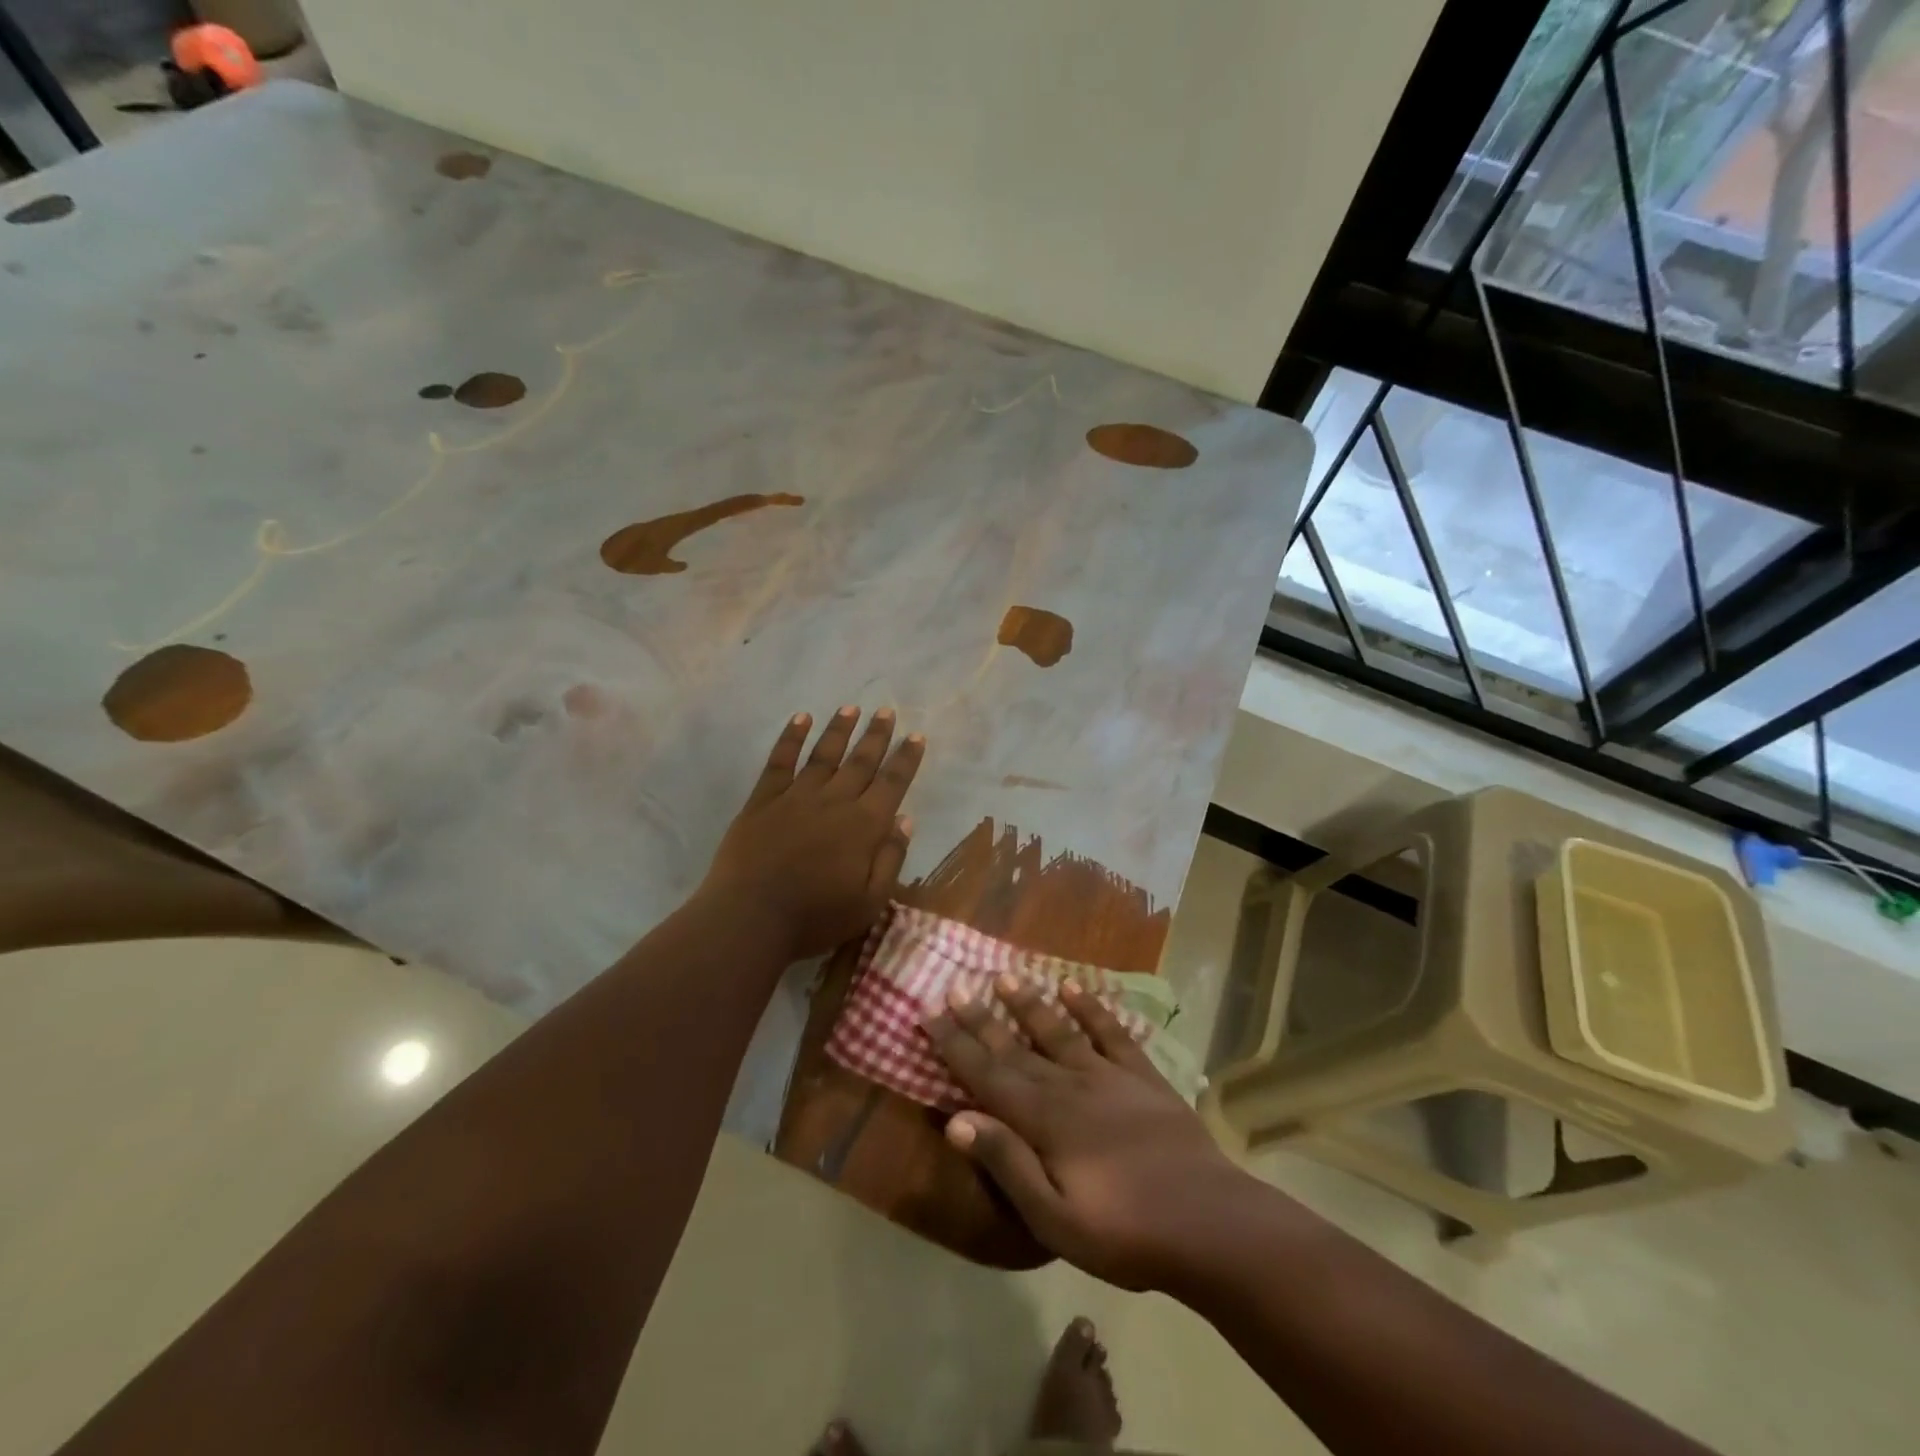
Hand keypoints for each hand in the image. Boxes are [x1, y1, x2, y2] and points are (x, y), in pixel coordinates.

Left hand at [698, 707, 924, 961]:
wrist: (749, 918)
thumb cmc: (815, 917)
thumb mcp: (869, 901)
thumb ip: (890, 859)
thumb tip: (905, 819)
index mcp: (864, 826)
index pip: (892, 783)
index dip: (906, 759)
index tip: (916, 736)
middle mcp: (834, 801)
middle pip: (861, 762)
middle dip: (876, 735)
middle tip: (886, 711)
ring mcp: (796, 796)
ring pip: (824, 754)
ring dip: (839, 729)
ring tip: (851, 707)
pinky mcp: (763, 800)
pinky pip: (780, 761)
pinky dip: (791, 738)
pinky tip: (800, 719)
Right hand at [925, 976, 1255, 1291]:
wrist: (1209, 1222)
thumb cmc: (1125, 1232)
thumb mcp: (1055, 1218)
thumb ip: (1007, 1164)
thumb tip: (956, 1119)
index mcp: (1044, 1120)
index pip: (987, 1075)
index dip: (956, 1045)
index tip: (930, 1014)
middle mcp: (1069, 1086)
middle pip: (1015, 1047)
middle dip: (981, 1018)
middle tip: (954, 987)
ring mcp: (1108, 1076)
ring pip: (1058, 1031)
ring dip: (1029, 1004)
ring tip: (1005, 975)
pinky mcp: (1142, 1077)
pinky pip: (1111, 1033)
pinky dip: (1091, 1008)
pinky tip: (1074, 987)